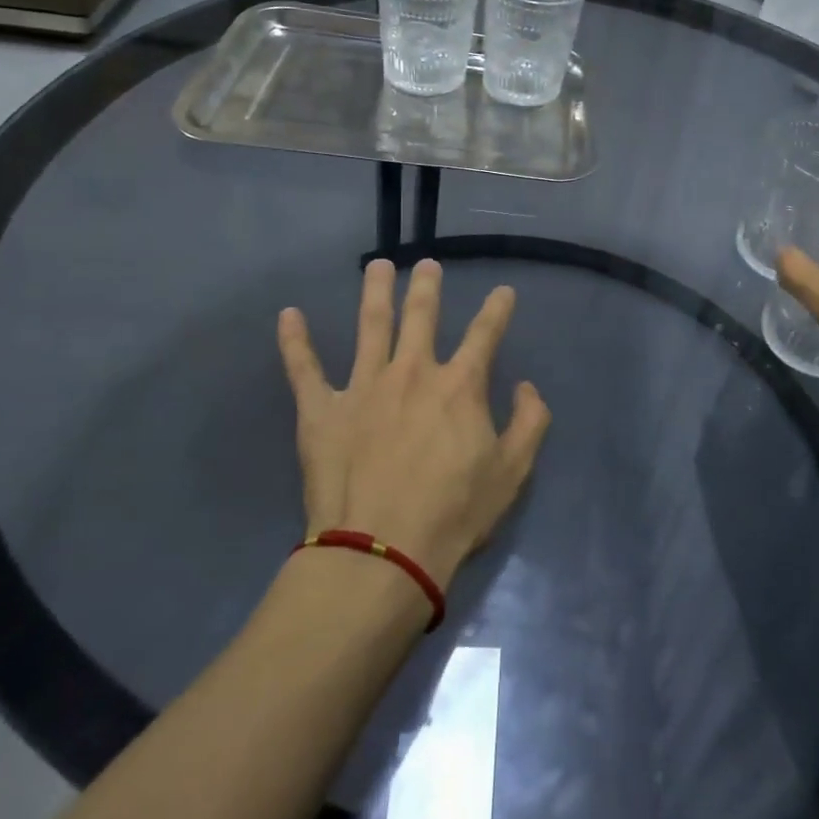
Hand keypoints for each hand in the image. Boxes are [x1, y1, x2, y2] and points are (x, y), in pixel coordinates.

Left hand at [277, 258, 550, 591]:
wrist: (381, 553)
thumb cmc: (453, 514)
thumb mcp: (512, 472)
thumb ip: (530, 422)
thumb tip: (527, 386)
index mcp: (459, 386)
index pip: (485, 335)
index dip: (497, 310)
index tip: (503, 291)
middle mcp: (412, 372)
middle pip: (421, 316)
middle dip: (427, 286)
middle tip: (427, 264)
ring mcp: (363, 387)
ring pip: (370, 325)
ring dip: (375, 292)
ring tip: (377, 266)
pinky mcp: (321, 410)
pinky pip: (304, 368)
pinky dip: (294, 341)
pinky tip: (287, 315)